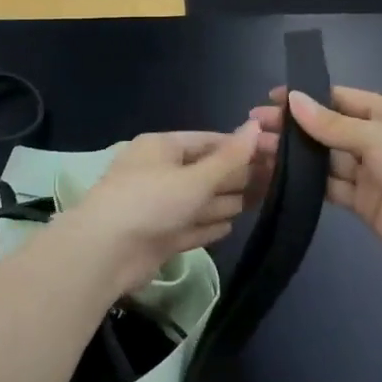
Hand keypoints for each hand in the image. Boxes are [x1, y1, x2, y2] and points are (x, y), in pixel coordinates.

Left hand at [48, 126, 260, 295]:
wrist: (105, 254)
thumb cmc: (151, 202)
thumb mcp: (195, 177)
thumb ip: (229, 157)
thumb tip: (256, 127)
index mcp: (161, 147)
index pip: (208, 141)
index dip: (240, 147)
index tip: (273, 152)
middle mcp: (159, 173)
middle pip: (205, 171)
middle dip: (237, 176)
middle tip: (277, 180)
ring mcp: (157, 207)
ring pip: (199, 201)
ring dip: (226, 200)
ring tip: (260, 200)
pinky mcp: (158, 237)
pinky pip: (190, 227)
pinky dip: (208, 226)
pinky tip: (230, 226)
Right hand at [251, 87, 381, 281]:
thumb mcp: (377, 137)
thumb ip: (331, 124)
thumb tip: (292, 99)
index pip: (339, 98)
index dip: (305, 97)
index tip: (270, 99)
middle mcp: (377, 137)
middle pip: (328, 128)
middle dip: (293, 127)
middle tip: (253, 127)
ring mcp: (370, 171)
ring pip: (325, 158)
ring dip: (295, 155)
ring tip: (257, 150)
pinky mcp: (363, 201)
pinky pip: (330, 186)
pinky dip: (307, 182)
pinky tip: (278, 177)